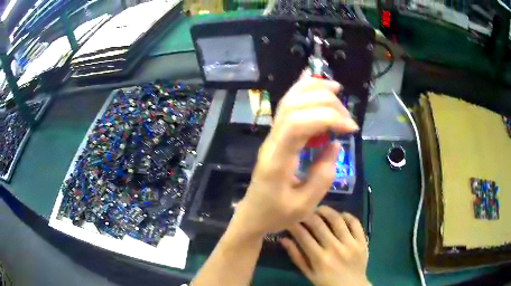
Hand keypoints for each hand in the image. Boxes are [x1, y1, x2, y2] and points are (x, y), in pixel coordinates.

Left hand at [232, 75, 358, 235]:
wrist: (253, 214)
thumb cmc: (276, 213)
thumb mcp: (304, 205)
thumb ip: (322, 176)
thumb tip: (335, 144)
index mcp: (277, 160)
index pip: (298, 124)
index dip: (327, 118)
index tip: (351, 129)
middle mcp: (272, 141)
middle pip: (294, 107)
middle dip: (325, 104)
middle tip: (348, 119)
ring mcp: (271, 136)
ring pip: (289, 101)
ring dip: (313, 91)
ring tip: (336, 89)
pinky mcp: (276, 136)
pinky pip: (287, 107)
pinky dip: (300, 91)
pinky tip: (313, 83)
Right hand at [281, 206, 369, 285]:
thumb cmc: (327, 282)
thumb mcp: (308, 274)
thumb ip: (297, 257)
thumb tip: (284, 239)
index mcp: (320, 259)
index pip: (303, 236)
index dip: (294, 224)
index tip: (289, 218)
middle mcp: (335, 249)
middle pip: (319, 224)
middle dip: (308, 214)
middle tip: (304, 211)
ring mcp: (351, 244)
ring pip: (337, 219)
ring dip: (326, 211)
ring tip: (319, 209)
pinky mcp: (362, 241)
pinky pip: (355, 223)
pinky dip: (347, 216)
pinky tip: (340, 215)